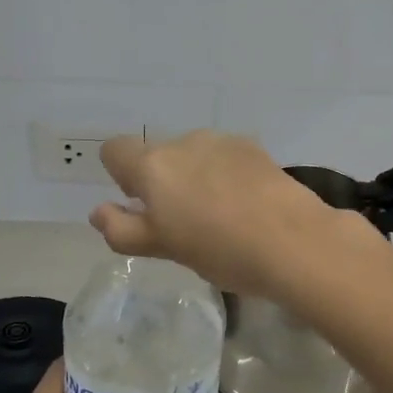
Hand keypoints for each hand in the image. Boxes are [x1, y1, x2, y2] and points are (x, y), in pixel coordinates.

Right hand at [91, 130, 377, 298]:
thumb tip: (98, 212)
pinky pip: (224, 158)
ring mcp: (222, 142)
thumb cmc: (219, 250)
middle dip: (164, 183)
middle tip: (186, 224)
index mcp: (153, 166)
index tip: (144, 206)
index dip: (121, 177)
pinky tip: (247, 205)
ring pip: (193, 156)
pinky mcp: (254, 148)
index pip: (114, 151)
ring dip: (196, 178)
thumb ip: (123, 229)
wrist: (294, 240)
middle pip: (158, 155)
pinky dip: (225, 175)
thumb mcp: (163, 248)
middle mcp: (183, 143)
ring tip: (221, 217)